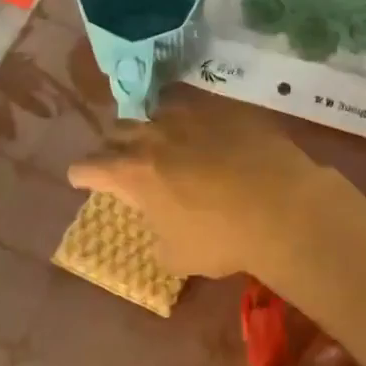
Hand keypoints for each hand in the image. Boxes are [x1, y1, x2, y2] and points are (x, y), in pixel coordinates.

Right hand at [67, 98, 334, 279]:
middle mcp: (154, 136)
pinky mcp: (226, 109)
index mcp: (133, 173)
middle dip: (114, 146)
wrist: (282, 206)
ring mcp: (191, 116)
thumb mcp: (178, 256)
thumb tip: (162, 232)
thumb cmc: (222, 238)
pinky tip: (206, 134)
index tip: (83, 179)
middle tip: (122, 160)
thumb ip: (159, 239)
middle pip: (118, 132)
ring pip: (156, 111)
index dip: (83, 175)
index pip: (89, 166)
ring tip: (161, 139)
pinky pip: (198, 109)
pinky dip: (193, 122)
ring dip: (151, 127)